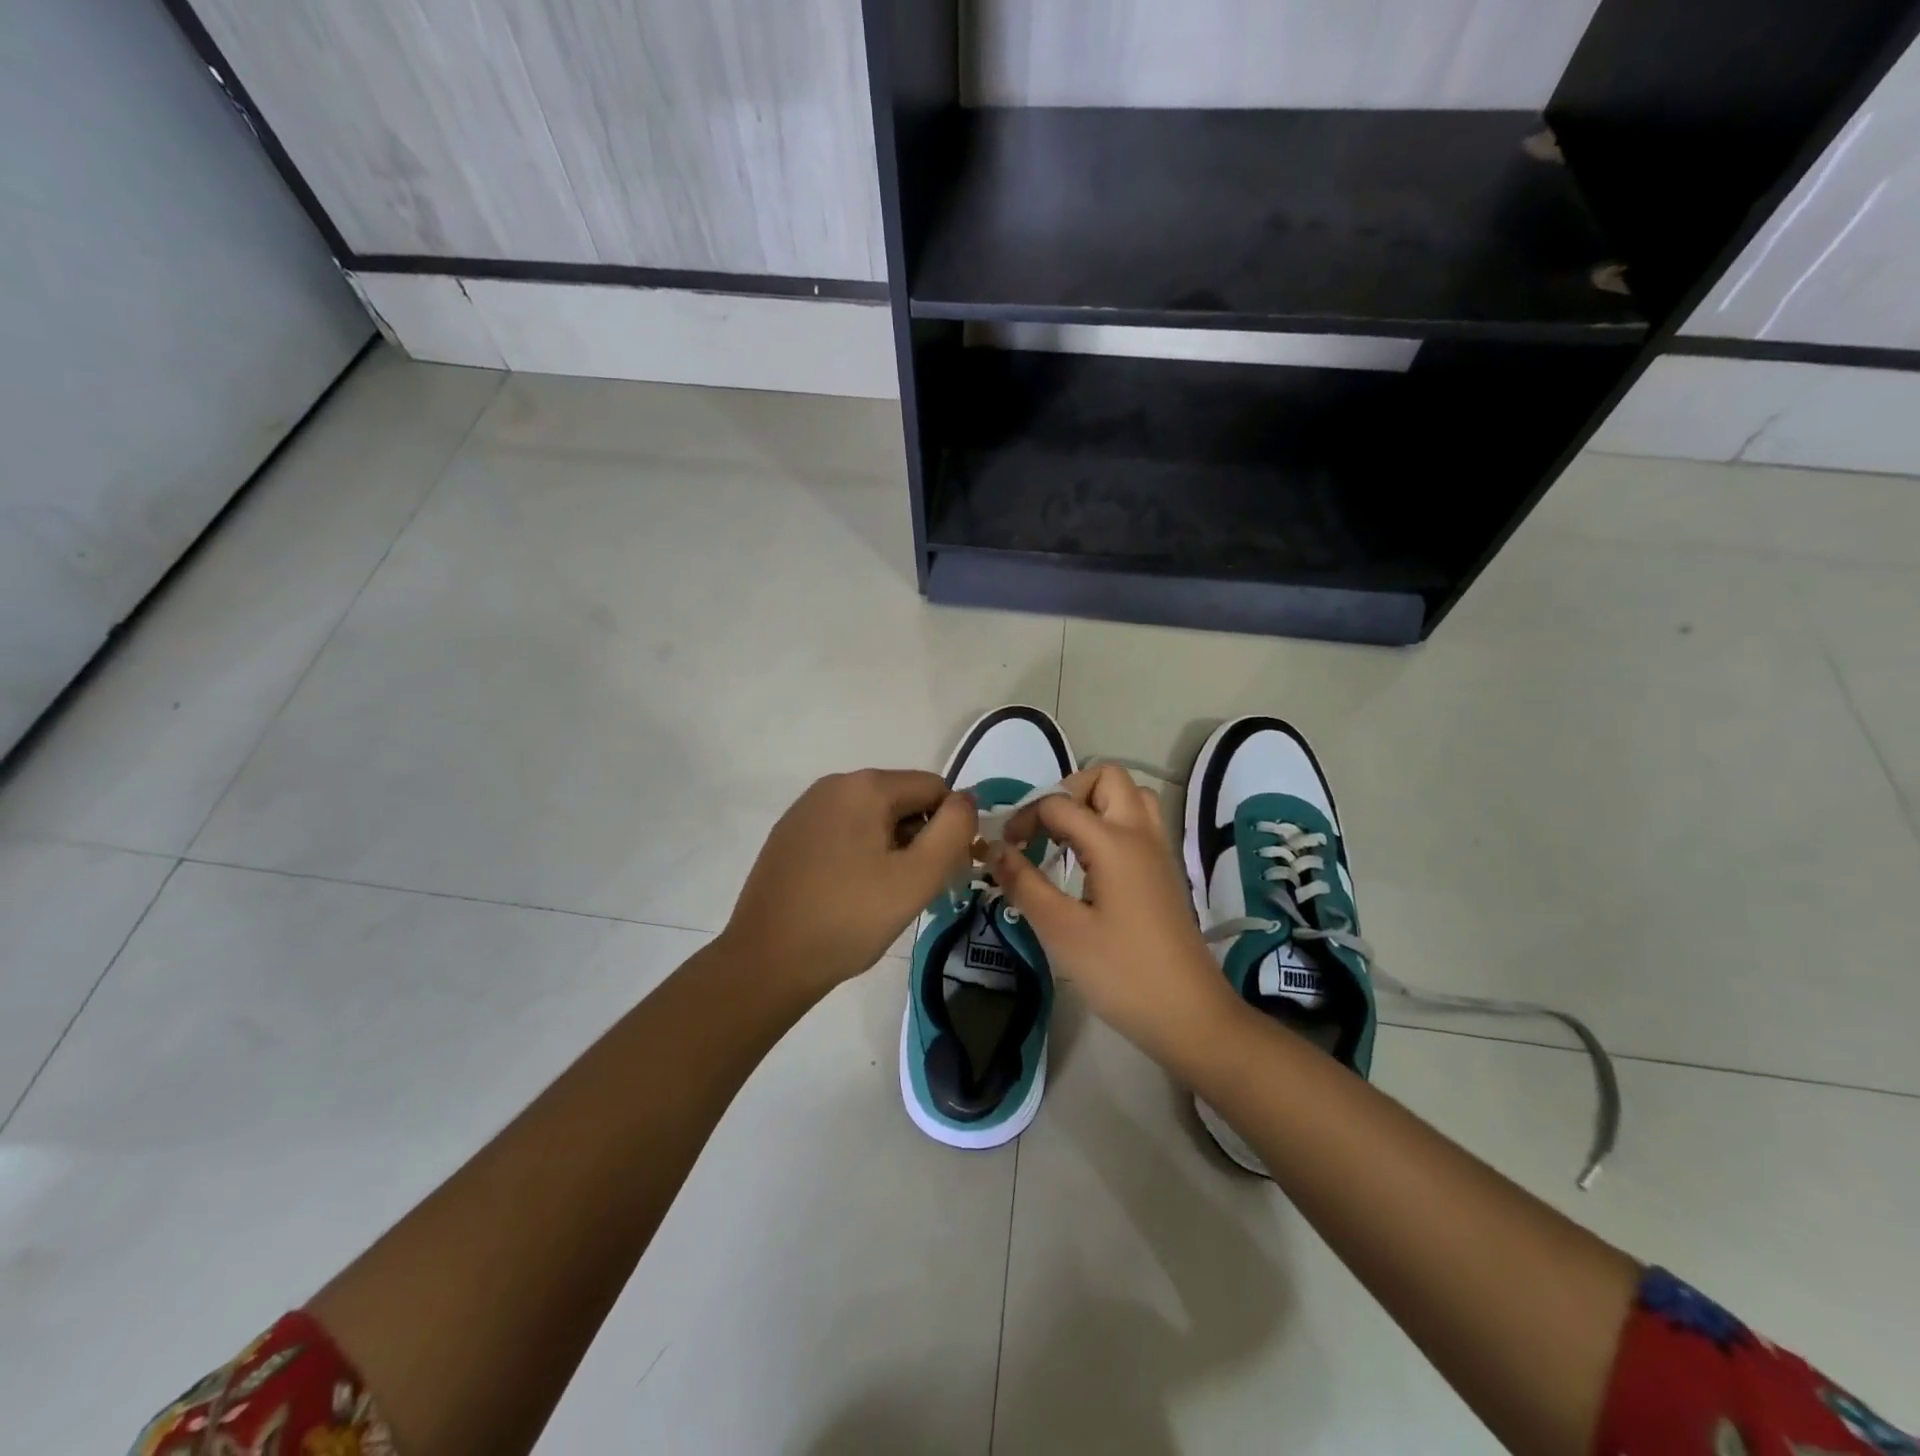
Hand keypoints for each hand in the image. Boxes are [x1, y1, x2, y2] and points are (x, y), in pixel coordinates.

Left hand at [723, 769, 977, 995]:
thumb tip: (965, 800)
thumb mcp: (917, 877)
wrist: (766, 961)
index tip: (942, 873)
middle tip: (914, 891)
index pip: (934, 788)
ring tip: (882, 898)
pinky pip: (843, 832)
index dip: (949, 829)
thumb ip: (954, 830)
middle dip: (919, 839)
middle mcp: (833, 785)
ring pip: (873, 818)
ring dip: (891, 849)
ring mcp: (806, 809)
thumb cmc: (849, 919)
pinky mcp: (789, 835)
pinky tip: (850, 894)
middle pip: (903, 801)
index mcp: (865, 786)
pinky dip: (859, 855)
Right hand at [986, 765, 1236, 1064]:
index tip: (1005, 850)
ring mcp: (1158, 851)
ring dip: (1095, 804)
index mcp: (1114, 842)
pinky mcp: (1164, 871)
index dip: (1024, 818)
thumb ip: (1023, 883)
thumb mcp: (1061, 930)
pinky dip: (1111, 825)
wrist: (1189, 1014)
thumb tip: (992, 848)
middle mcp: (1140, 834)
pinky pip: (1139, 823)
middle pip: (1108, 777)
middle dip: (1068, 791)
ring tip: (1067, 841)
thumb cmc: (1121, 973)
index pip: (1059, 804)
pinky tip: (1089, 865)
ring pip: (1130, 796)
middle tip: (1044, 831)